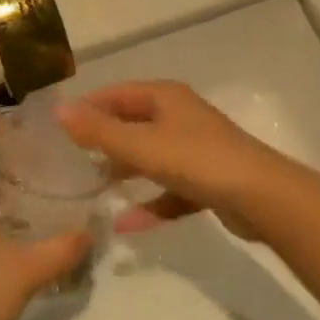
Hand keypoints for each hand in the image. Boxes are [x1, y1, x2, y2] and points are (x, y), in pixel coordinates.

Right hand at [57, 82, 285, 239]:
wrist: (260, 197)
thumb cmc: (196, 161)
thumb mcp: (141, 145)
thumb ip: (99, 131)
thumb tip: (59, 108)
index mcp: (166, 98)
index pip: (118, 94)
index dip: (89, 106)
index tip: (59, 128)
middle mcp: (181, 117)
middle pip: (134, 124)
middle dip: (105, 141)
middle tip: (71, 162)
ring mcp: (196, 150)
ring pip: (152, 158)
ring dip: (126, 172)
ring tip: (93, 189)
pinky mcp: (207, 181)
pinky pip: (170, 190)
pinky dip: (150, 204)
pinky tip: (127, 225)